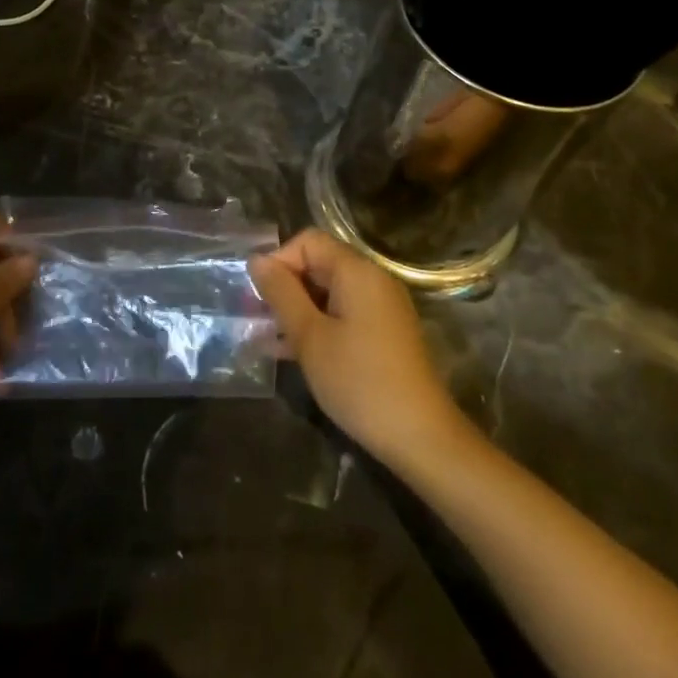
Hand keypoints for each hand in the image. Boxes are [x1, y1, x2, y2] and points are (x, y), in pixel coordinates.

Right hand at [249, 229, 467, 468]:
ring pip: (328, 293)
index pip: (308, 241)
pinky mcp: (384, 333)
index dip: (279, 261)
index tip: (260, 297)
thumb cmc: (359, 381)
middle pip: (319, 264)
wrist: (420, 437)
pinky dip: (317, 325)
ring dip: (297, 310)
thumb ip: (281, 293)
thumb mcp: (309, 336)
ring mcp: (382, 307)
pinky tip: (291, 353)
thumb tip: (257, 260)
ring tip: (266, 339)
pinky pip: (343, 314)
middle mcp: (373, 279)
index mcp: (357, 271)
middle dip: (284, 288)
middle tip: (256, 320)